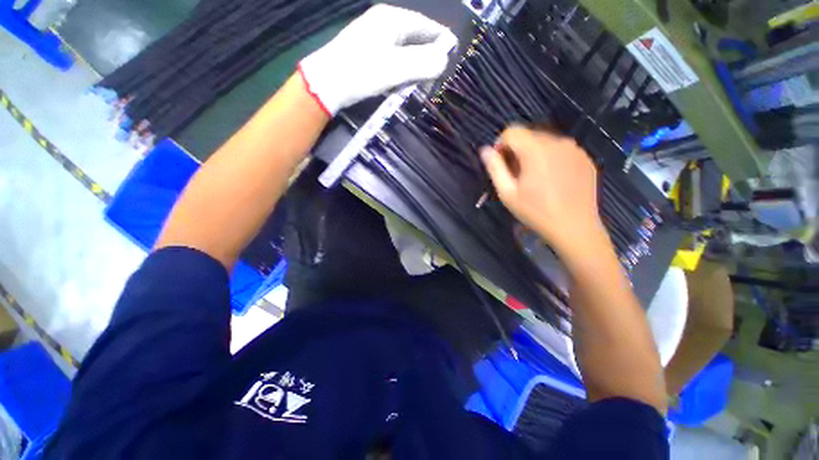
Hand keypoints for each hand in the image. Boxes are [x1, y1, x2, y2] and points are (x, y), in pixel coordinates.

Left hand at [298, 4, 456, 115]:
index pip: (427, 26)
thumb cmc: (361, 72)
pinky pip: (394, 61)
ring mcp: (375, 39)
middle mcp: (385, 24)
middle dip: (428, 59)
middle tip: (435, 79)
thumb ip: (423, 63)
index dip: (441, 42)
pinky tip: (402, 85)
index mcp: (393, 19)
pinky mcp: (369, 55)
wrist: (326, 85)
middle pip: (416, 39)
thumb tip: (444, 60)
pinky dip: (402, 73)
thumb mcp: (395, 68)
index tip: (452, 59)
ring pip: (406, 52)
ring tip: (420, 86)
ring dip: (415, 69)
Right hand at [480, 126, 604, 254]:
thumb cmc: (536, 212)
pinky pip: (561, 150)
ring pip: (545, 142)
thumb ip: (495, 168)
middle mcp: (557, 142)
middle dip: (517, 151)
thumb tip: (485, 149)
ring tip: (534, 178)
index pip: (512, 131)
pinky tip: (552, 180)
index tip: (500, 164)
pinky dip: (551, 159)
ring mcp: (575, 149)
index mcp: (536, 150)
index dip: (500, 145)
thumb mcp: (507, 193)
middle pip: (529, 135)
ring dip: (534, 154)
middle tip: (516, 175)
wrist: (575, 228)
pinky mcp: (585, 158)